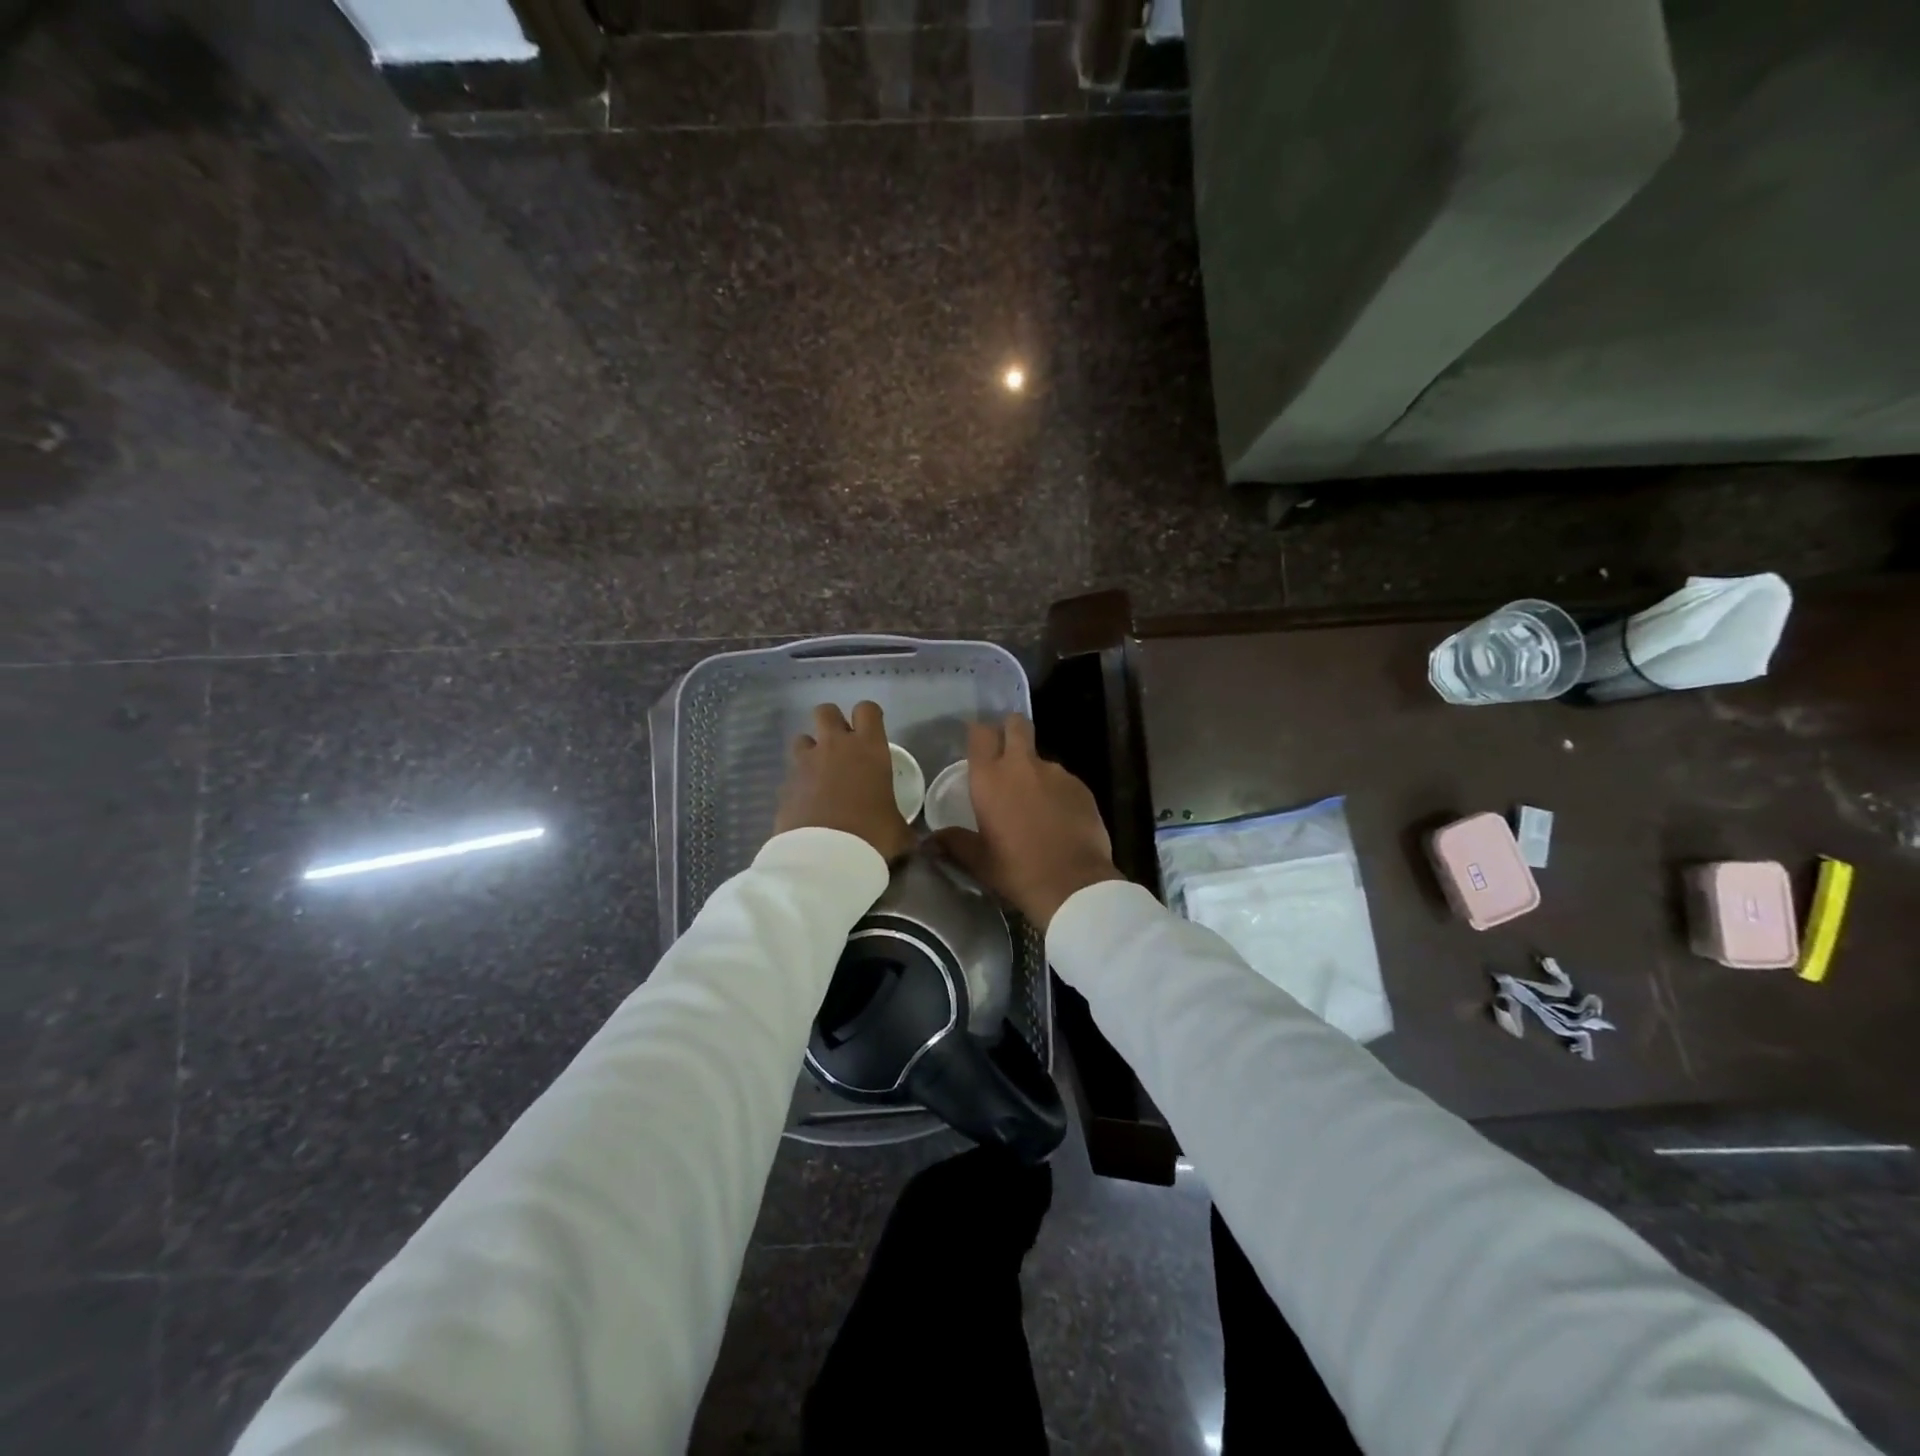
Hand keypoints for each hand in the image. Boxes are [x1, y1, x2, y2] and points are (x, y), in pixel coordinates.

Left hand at [774, 701, 914, 862]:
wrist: (826, 857)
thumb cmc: (872, 835)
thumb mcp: (898, 829)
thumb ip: (900, 823)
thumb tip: (910, 838)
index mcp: (869, 748)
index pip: (867, 709)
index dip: (870, 717)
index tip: (872, 732)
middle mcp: (835, 746)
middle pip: (826, 711)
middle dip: (833, 723)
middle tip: (842, 747)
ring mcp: (806, 762)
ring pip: (802, 737)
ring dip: (811, 749)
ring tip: (819, 772)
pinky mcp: (785, 783)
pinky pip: (791, 772)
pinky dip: (798, 781)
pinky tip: (807, 801)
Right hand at [932, 715, 1122, 930]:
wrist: (1073, 885)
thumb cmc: (1017, 870)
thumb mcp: (979, 860)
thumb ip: (954, 843)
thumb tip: (929, 841)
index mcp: (990, 778)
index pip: (981, 734)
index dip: (979, 733)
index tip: (977, 742)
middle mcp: (1022, 766)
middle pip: (1016, 725)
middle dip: (1010, 730)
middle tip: (1006, 751)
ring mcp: (1056, 773)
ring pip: (1040, 758)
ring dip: (1034, 771)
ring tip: (1034, 803)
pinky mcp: (1081, 787)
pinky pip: (1063, 780)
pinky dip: (1057, 792)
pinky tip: (1057, 818)